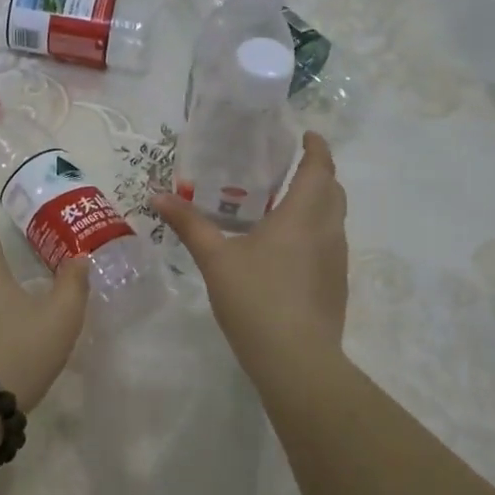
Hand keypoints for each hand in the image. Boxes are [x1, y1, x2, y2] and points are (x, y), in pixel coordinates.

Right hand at [154, 132, 348, 367]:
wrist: (296, 359)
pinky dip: (316, 231)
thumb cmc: (255, 299)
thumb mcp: (215, 259)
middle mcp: (327, 230)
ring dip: (318, 203)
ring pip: (334, 218)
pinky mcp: (336, 284)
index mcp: (303, 215)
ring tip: (285, 205)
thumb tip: (157, 195)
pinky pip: (331, 243)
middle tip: (288, 168)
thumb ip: (189, 224)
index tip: (306, 135)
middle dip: (318, 173)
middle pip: (332, 190)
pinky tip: (288, 250)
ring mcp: (337, 259)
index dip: (317, 148)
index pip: (320, 168)